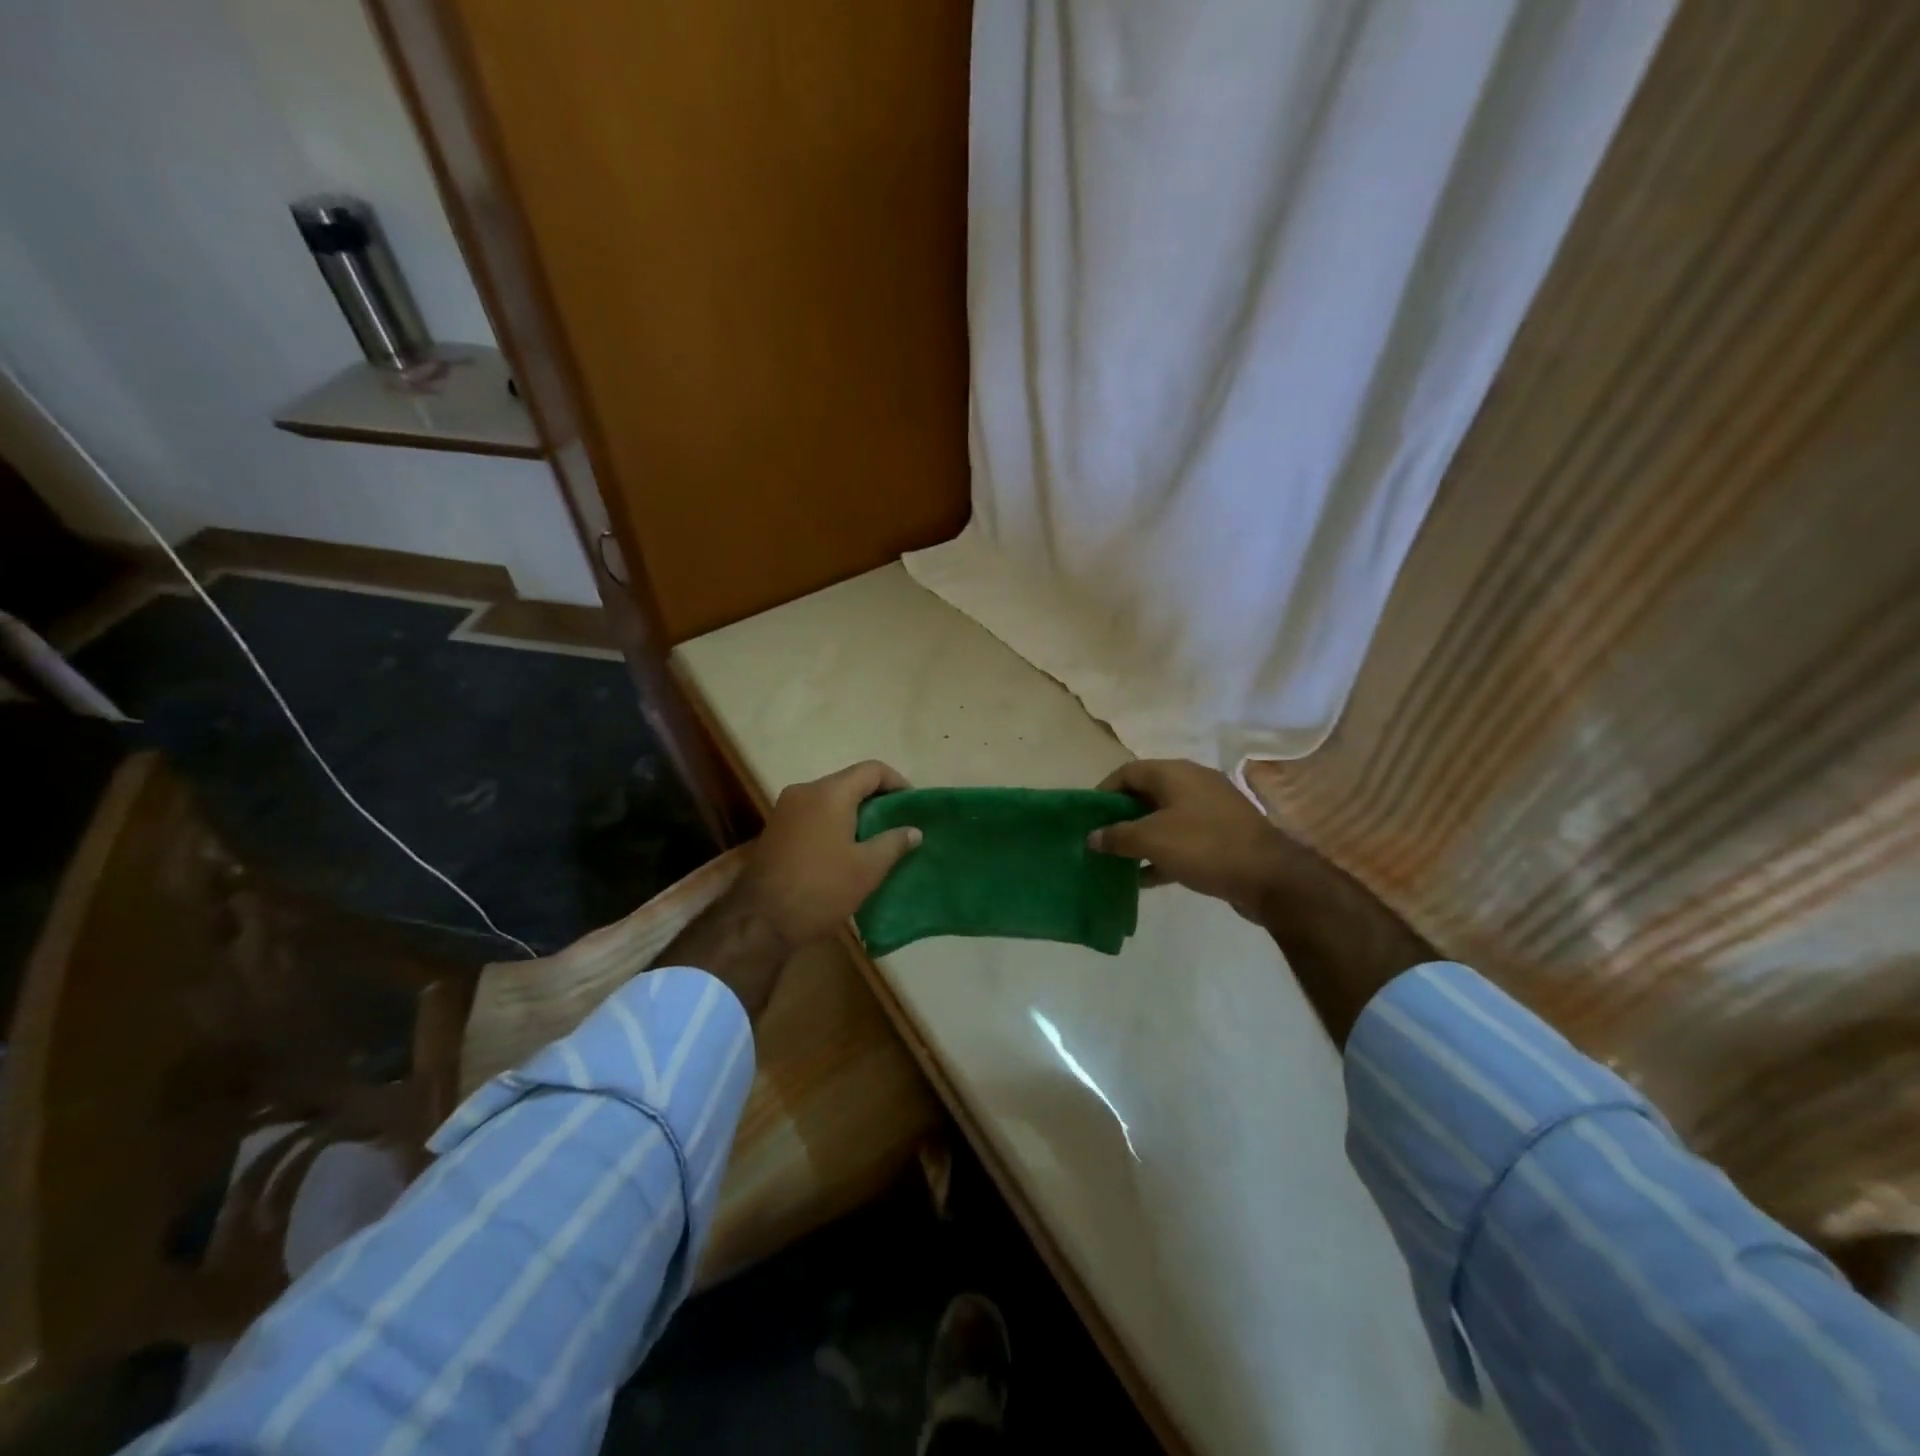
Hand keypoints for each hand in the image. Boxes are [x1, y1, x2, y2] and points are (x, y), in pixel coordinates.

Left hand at [736, 760, 922, 951]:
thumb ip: (894, 843)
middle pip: (848, 782)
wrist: (761, 920)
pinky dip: (832, 822)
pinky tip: (844, 849)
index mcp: (830, 793)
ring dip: (853, 812)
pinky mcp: (775, 828)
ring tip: (873, 838)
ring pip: (829, 799)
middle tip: (896, 823)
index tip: (912, 805)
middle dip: (875, 799)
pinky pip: (812, 814)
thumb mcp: (867, 868)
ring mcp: (785, 809)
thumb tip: (914, 831)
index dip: (897, 782)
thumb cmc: (821, 888)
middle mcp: (805, 791)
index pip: (871, 770)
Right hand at [1086, 759, 1292, 920]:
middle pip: (1146, 794)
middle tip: (1101, 839)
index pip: (1127, 772)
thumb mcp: (1152, 840)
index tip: (1088, 817)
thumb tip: (1092, 836)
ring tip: (1118, 860)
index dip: (1103, 792)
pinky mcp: (1222, 834)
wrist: (1270, 876)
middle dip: (1121, 817)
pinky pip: (1183, 838)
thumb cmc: (1204, 846)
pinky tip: (1146, 877)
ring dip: (1141, 837)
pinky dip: (1163, 852)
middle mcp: (1192, 783)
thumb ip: (1117, 836)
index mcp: (1174, 773)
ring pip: (1164, 818)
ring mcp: (1211, 809)